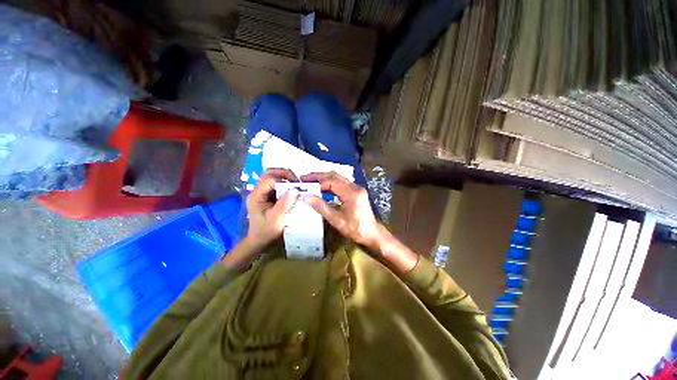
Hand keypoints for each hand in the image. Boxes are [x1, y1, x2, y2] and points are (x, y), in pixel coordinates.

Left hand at [246, 168, 298, 247]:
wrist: (260, 240)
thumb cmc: (266, 231)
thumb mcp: (276, 218)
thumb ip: (284, 203)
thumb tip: (295, 189)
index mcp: (256, 195)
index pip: (269, 179)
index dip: (283, 178)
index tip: (297, 184)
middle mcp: (258, 191)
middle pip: (270, 173)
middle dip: (284, 174)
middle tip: (297, 182)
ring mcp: (263, 193)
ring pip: (273, 177)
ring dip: (286, 179)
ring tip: (296, 185)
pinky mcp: (268, 196)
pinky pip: (277, 185)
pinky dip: (286, 185)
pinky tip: (293, 191)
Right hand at [300, 172, 383, 249]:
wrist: (372, 233)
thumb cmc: (355, 229)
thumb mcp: (336, 220)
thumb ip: (321, 207)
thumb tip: (306, 197)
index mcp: (351, 193)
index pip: (331, 181)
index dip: (317, 182)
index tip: (305, 184)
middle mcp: (355, 187)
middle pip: (335, 176)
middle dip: (319, 176)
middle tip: (305, 178)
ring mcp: (357, 188)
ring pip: (338, 178)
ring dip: (325, 178)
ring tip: (311, 181)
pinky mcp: (356, 191)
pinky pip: (342, 183)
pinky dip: (331, 183)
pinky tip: (323, 187)